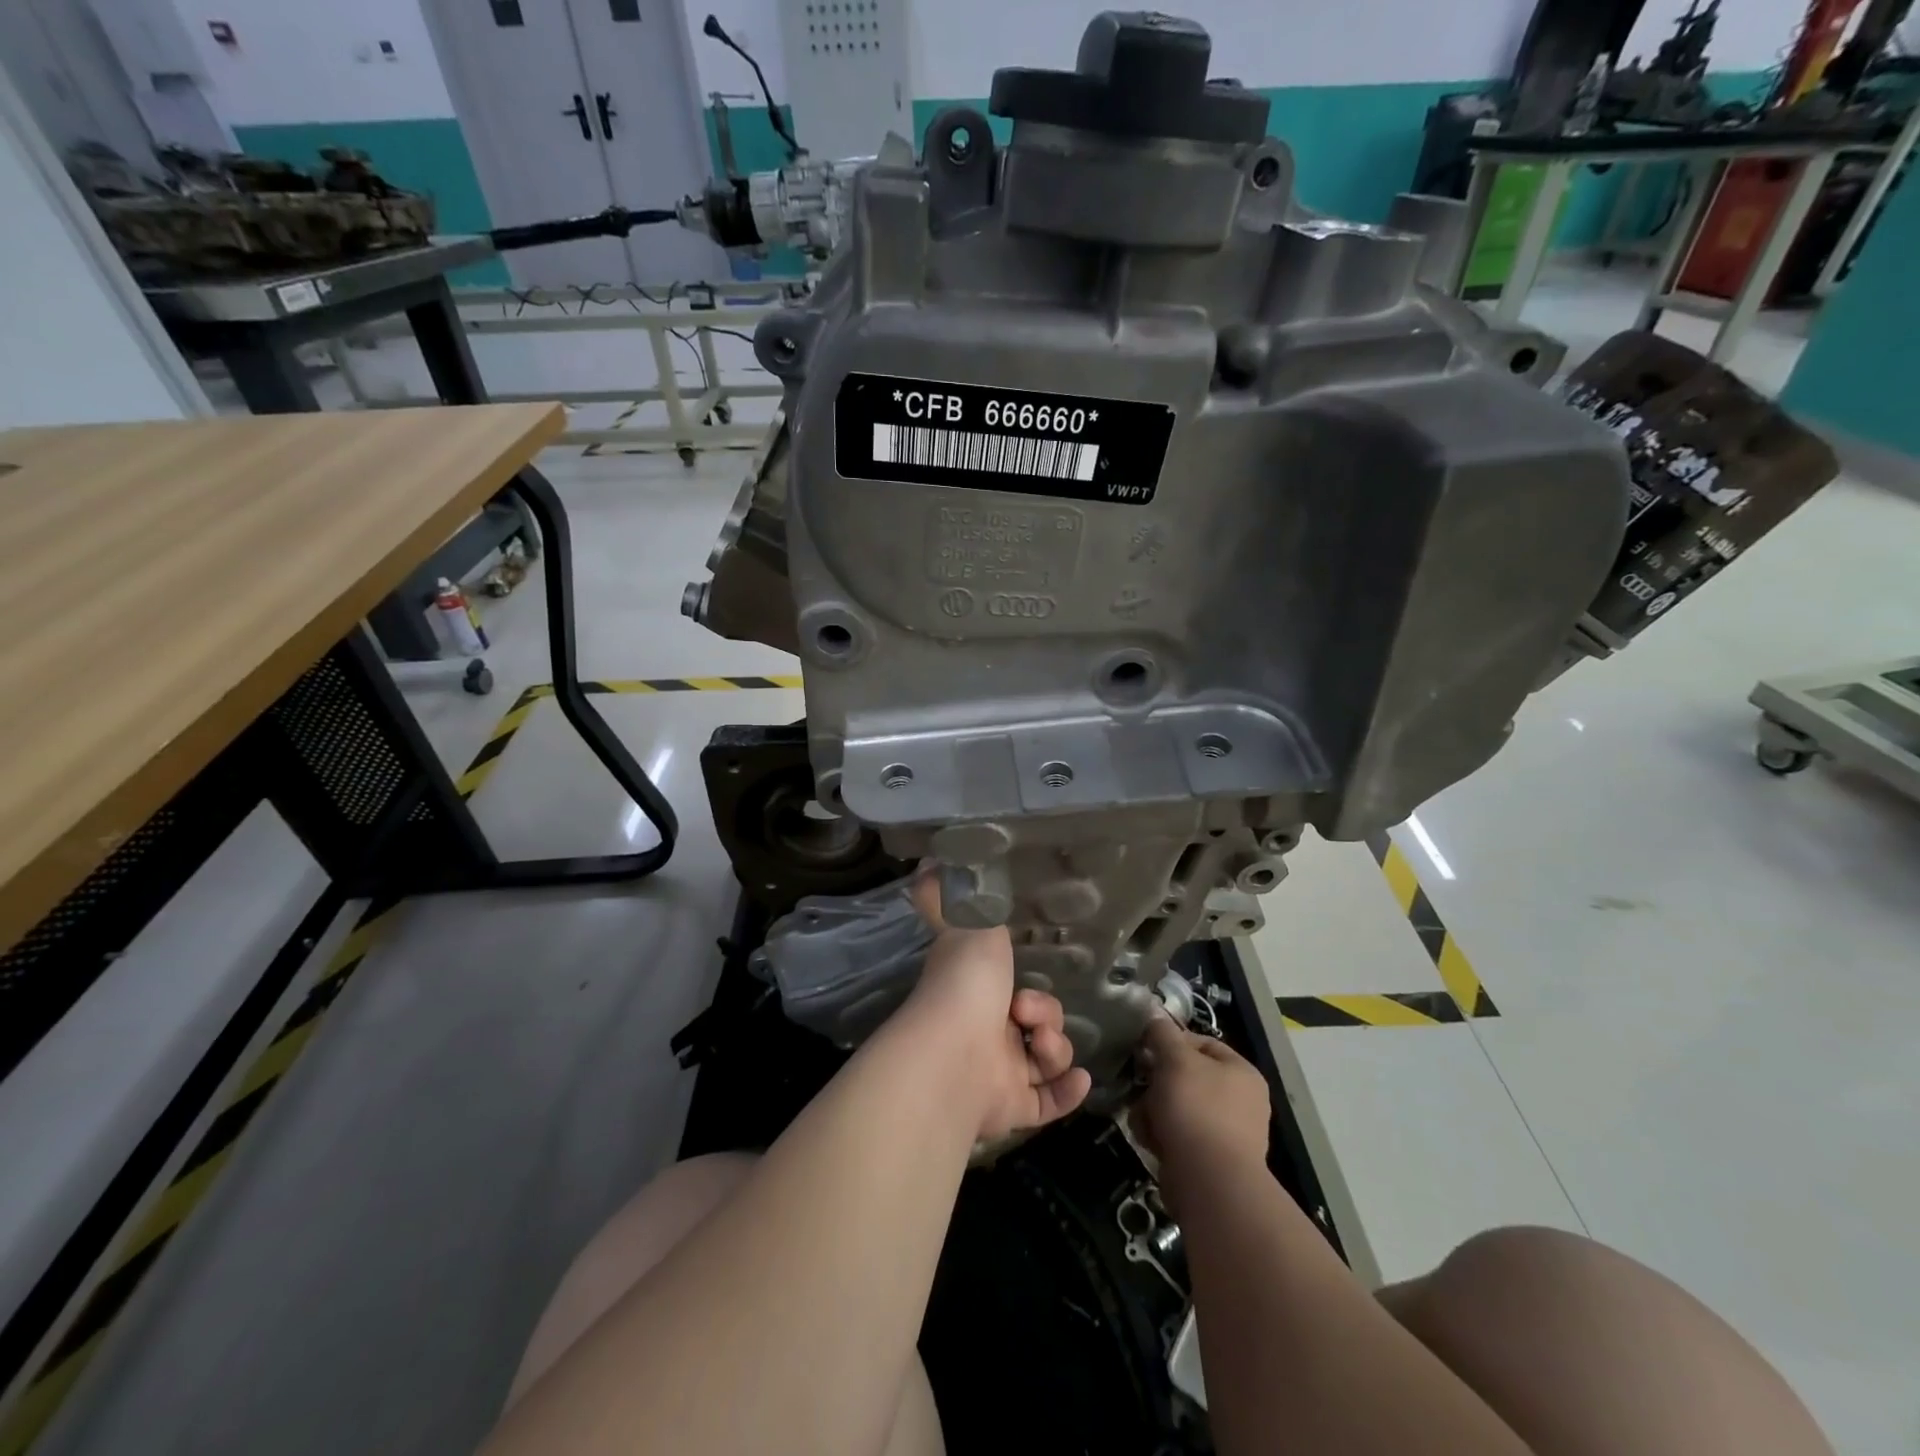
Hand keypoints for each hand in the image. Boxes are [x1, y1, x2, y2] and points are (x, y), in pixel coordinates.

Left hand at [899, 874, 1091, 1142]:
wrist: (954, 1054)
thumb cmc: (964, 984)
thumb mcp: (966, 924)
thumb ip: (952, 897)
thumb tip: (927, 864)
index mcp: (975, 995)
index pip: (1011, 991)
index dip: (1030, 987)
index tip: (1026, 980)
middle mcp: (986, 1033)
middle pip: (1038, 1024)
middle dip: (1045, 1014)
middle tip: (1024, 1011)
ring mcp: (998, 1072)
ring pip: (1047, 1058)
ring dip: (1055, 1048)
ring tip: (1038, 1044)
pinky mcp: (1011, 1108)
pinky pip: (1050, 1100)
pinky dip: (1067, 1090)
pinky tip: (1077, 1079)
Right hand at [1133, 1015, 1271, 1213]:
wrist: (1210, 1182)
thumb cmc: (1196, 1109)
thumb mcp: (1175, 1059)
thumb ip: (1162, 1033)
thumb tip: (1154, 1015)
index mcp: (1242, 1072)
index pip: (1201, 1043)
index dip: (1171, 1042)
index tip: (1146, 1050)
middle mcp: (1241, 1101)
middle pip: (1186, 1077)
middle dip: (1158, 1082)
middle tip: (1142, 1086)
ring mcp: (1227, 1133)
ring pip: (1177, 1107)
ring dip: (1154, 1110)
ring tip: (1145, 1120)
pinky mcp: (1211, 1160)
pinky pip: (1179, 1135)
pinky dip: (1162, 1135)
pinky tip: (1151, 1140)